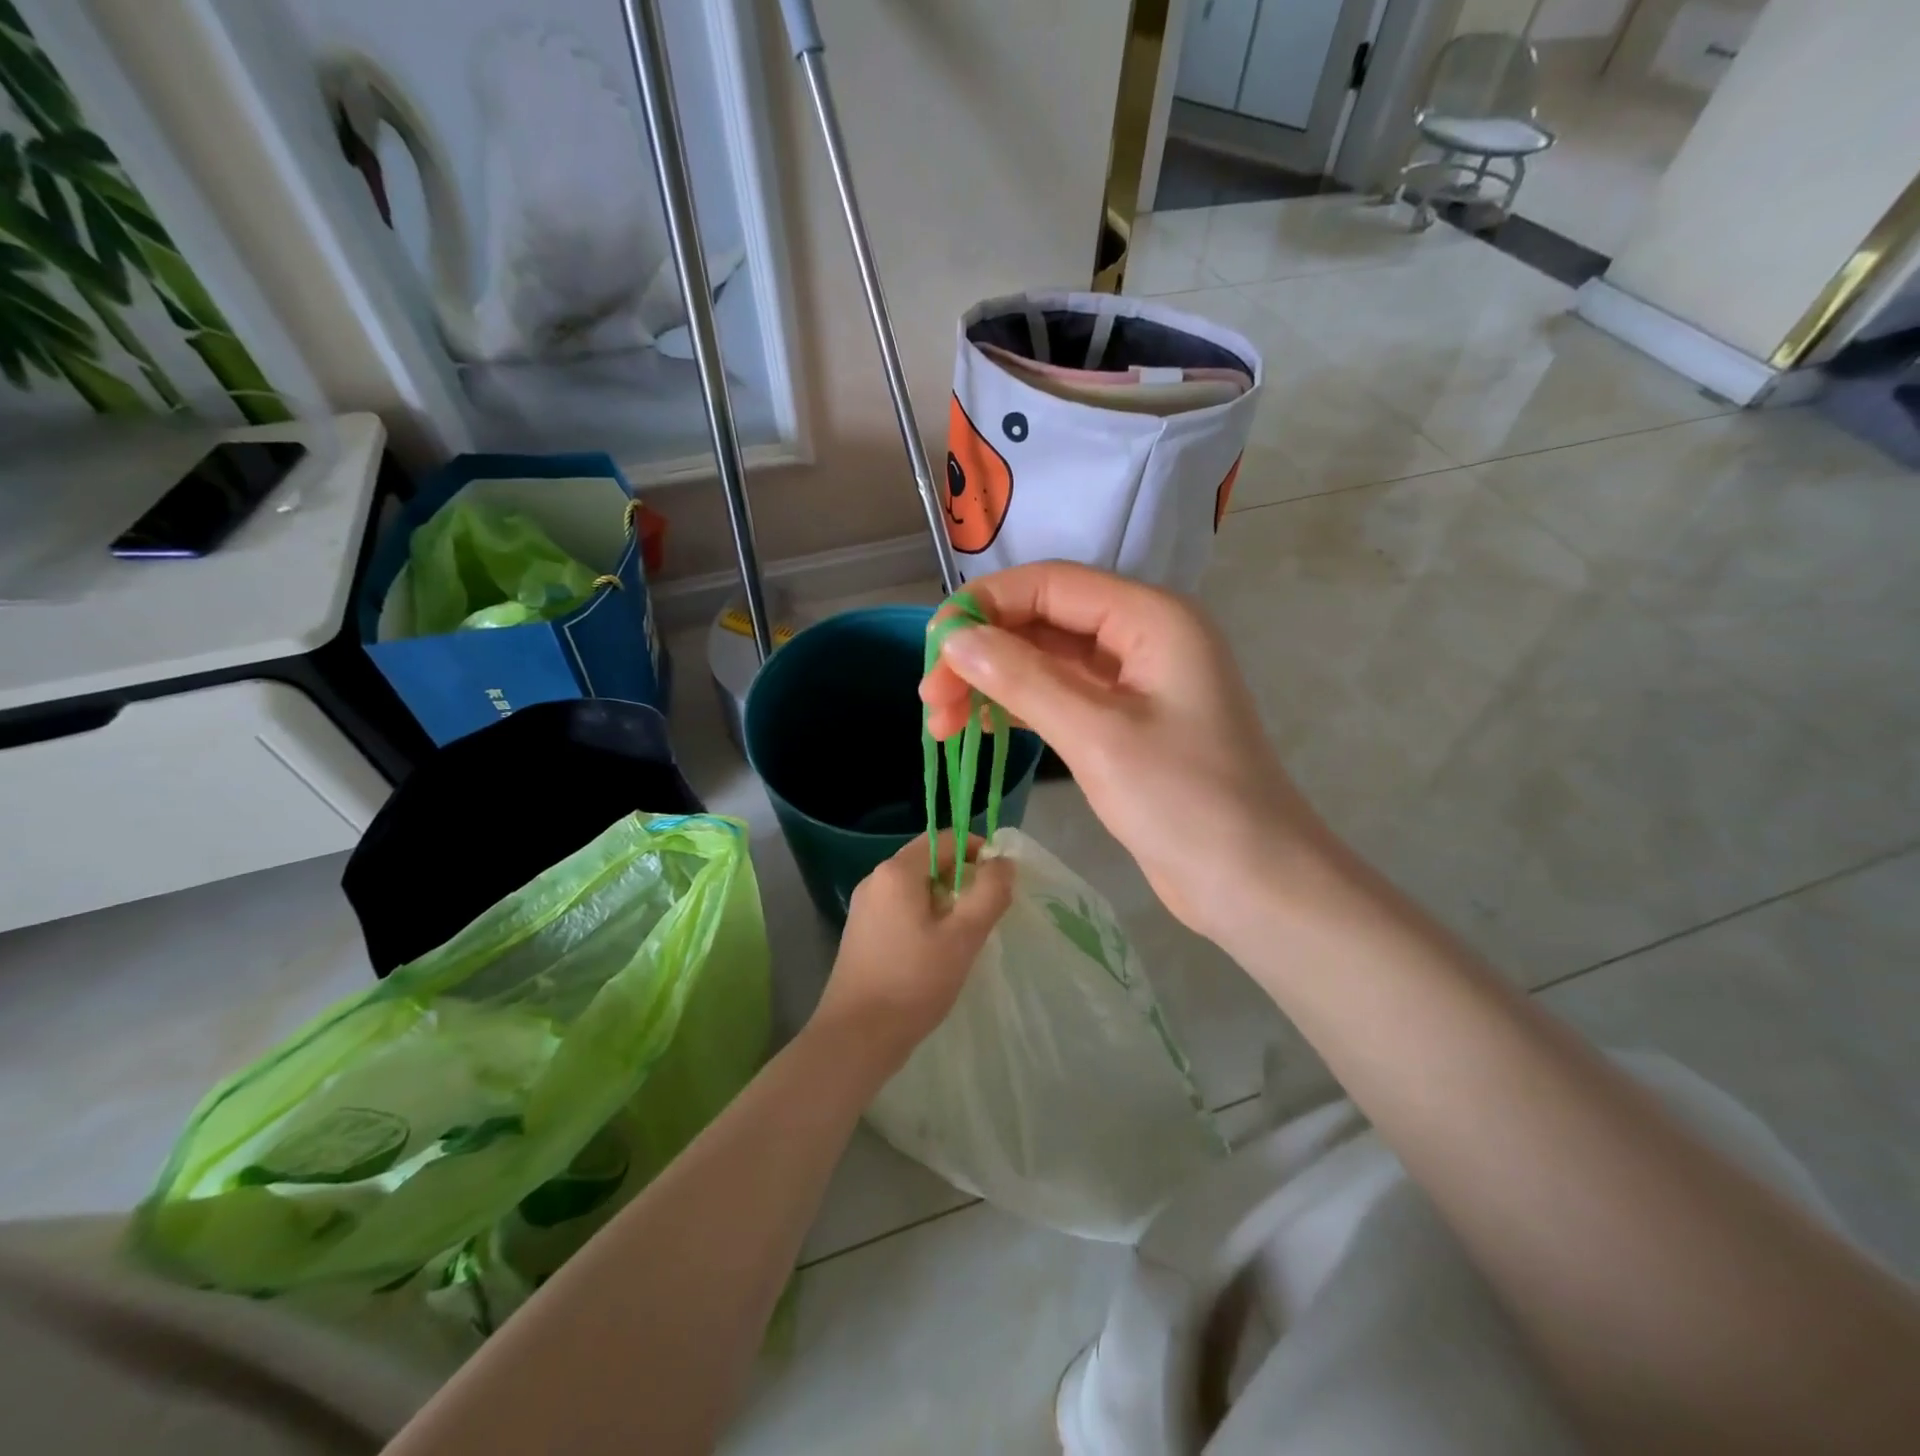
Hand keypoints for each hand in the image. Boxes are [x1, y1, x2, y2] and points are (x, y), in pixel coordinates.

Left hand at [810, 832, 1013, 1072]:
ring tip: (964, 936)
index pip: (945, 839)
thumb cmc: (913, 982)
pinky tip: (936, 951)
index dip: (977, 851)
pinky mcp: (862, 932)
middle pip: (929, 860)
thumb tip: (1003, 862)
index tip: (999, 883)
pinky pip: (902, 908)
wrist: (856, 1037)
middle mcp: (876, 879)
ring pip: (916, 887)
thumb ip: (989, 892)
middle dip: (963, 879)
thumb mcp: (963, 936)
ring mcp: (865, 907)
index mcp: (897, 872)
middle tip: (985, 914)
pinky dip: (925, 917)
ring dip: (946, 901)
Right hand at [920, 563, 1330, 947]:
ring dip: (993, 683)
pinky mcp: (1124, 723)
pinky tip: (979, 726)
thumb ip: (1023, 679)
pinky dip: (1018, 707)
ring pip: (1046, 661)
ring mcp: (1134, 682)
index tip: (931, 650)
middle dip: (983, 652)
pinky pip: (1060, 696)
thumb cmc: (1186, 803)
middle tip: (930, 702)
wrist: (1252, 883)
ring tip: (941, 724)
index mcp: (1150, 617)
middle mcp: (1142, 636)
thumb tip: (954, 639)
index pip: (1050, 584)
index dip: (984, 606)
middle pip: (1044, 621)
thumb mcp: (1098, 735)